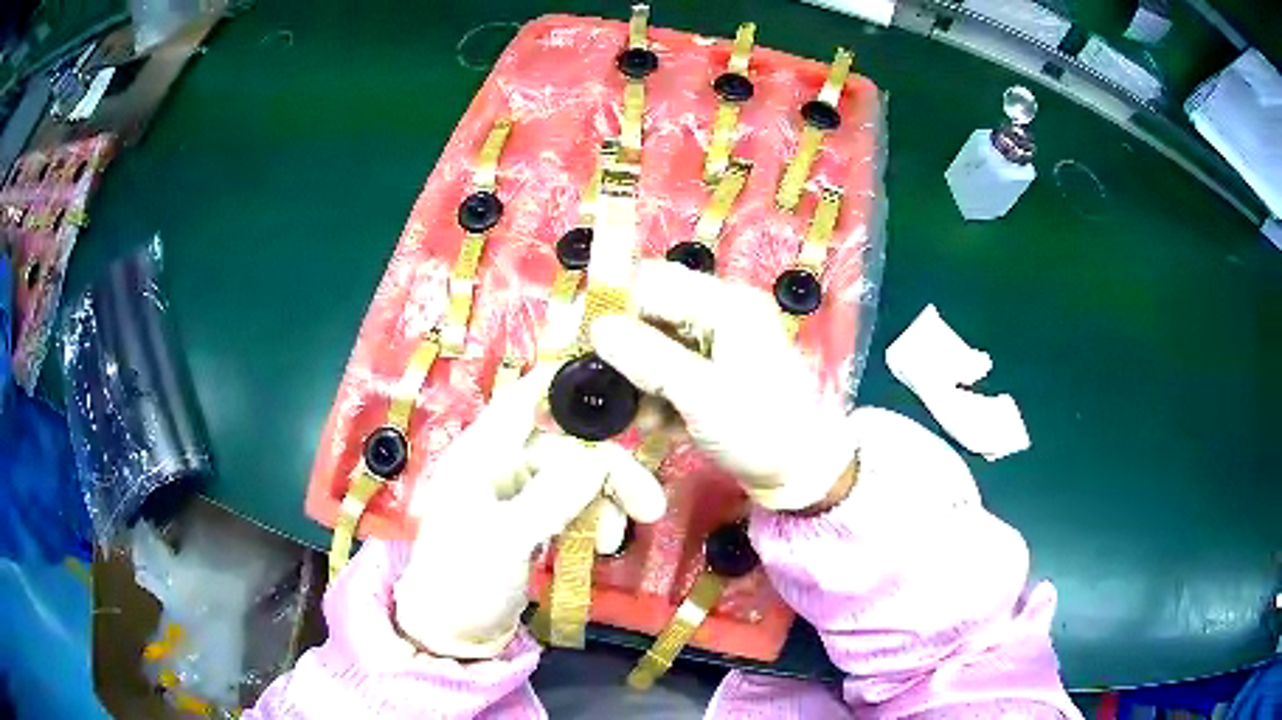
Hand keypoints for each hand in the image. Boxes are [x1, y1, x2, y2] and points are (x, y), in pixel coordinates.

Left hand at [393, 368, 665, 658]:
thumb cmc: (465, 579)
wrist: (450, 633)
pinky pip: (570, 507)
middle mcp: (500, 466)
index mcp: (481, 454)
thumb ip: (553, 496)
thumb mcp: (507, 539)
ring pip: (573, 480)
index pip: (524, 400)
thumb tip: (600, 457)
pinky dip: (591, 520)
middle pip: (565, 449)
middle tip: (651, 507)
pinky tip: (604, 545)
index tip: (618, 384)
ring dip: (604, 503)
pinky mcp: (529, 523)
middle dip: (609, 473)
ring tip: (618, 541)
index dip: (565, 385)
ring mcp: (516, 496)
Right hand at [592, 260, 858, 511]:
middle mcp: (720, 314)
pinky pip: (670, 370)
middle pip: (653, 313)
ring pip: (656, 344)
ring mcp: (718, 344)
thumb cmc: (760, 430)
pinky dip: (658, 394)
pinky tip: (660, 425)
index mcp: (726, 304)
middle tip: (601, 385)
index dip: (613, 303)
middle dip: (624, 348)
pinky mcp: (713, 372)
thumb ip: (649, 358)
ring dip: (639, 378)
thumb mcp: (702, 396)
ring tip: (638, 416)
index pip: (654, 281)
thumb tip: (597, 328)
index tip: (580, 339)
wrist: (802, 473)